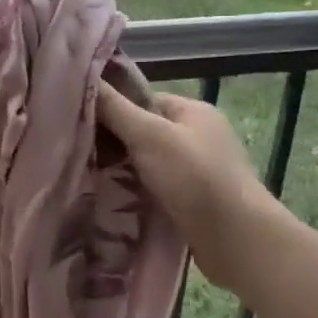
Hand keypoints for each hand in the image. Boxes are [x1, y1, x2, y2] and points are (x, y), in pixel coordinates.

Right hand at [97, 85, 273, 294]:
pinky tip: (115, 199)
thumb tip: (85, 79)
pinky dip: (138, 191)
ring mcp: (199, 169)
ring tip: (90, 178)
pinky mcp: (196, 200)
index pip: (143, 100)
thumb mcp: (148, 135)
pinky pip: (158, 187)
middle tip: (81, 153)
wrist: (236, 239)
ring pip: (149, 162)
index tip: (81, 124)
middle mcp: (198, 136)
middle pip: (145, 131)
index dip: (113, 109)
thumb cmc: (194, 177)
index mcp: (193, 111)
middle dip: (116, 142)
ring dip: (125, 170)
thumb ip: (115, 108)